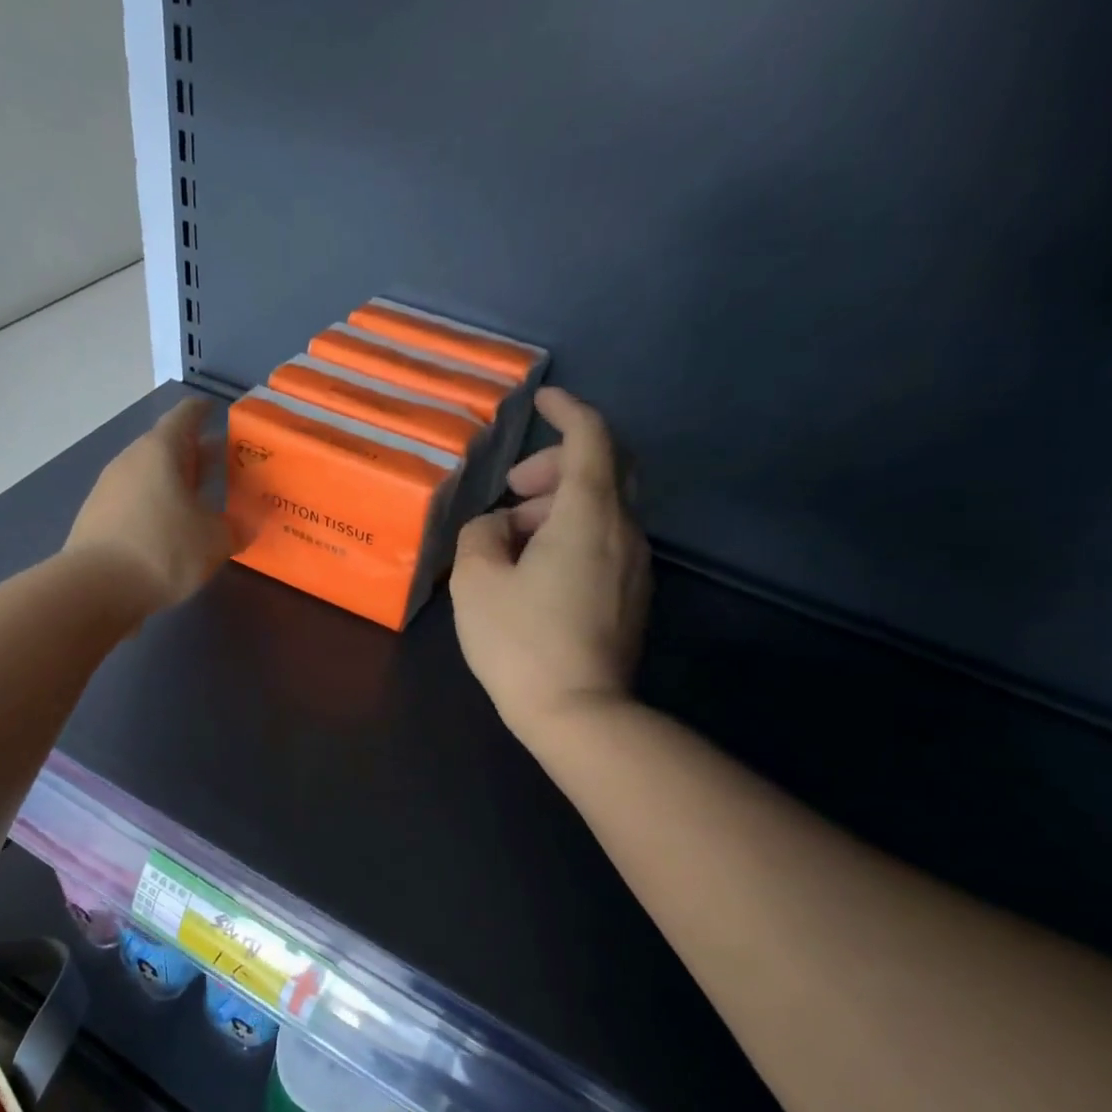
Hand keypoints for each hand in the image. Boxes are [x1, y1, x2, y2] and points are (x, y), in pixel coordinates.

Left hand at [65, 397, 241, 612]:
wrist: (94, 589)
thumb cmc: (162, 550)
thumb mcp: (214, 541)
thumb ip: (235, 529)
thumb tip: (245, 525)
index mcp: (161, 450)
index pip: (186, 416)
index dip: (203, 411)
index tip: (217, 412)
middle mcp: (131, 460)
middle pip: (167, 448)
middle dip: (195, 455)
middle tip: (223, 464)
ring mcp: (109, 489)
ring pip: (150, 477)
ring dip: (175, 485)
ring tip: (201, 502)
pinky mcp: (97, 519)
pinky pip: (136, 503)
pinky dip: (156, 508)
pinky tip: (171, 531)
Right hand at [451, 388, 651, 739]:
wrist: (578, 712)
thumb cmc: (521, 641)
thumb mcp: (476, 581)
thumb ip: (480, 535)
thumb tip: (497, 525)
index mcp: (588, 515)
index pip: (591, 438)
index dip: (568, 409)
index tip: (543, 399)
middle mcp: (624, 531)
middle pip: (604, 470)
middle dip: (558, 466)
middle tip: (514, 491)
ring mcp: (635, 567)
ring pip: (603, 510)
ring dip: (559, 508)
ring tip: (512, 541)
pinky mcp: (632, 597)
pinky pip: (604, 544)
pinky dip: (572, 536)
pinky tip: (537, 571)